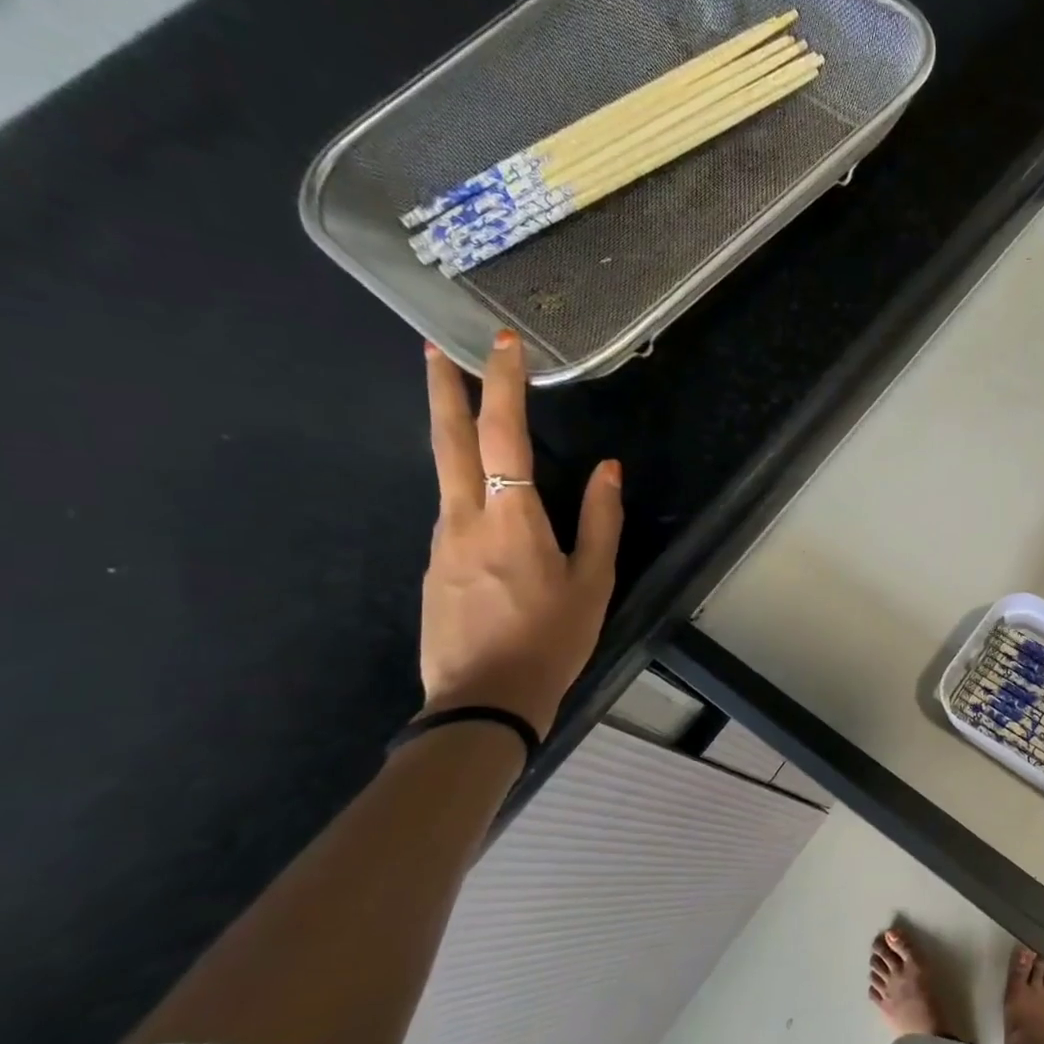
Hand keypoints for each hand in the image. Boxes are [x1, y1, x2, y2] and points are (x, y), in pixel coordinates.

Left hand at [420, 332, 623, 738]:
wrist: (485, 698)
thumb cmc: (553, 638)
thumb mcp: (594, 580)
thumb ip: (601, 520)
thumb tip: (609, 470)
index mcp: (510, 518)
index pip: (503, 435)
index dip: (502, 386)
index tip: (503, 345)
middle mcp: (463, 518)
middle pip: (447, 440)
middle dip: (443, 389)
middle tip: (435, 348)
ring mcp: (441, 542)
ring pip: (446, 476)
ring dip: (455, 437)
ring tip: (471, 417)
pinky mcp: (434, 566)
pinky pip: (453, 513)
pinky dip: (465, 488)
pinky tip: (486, 505)